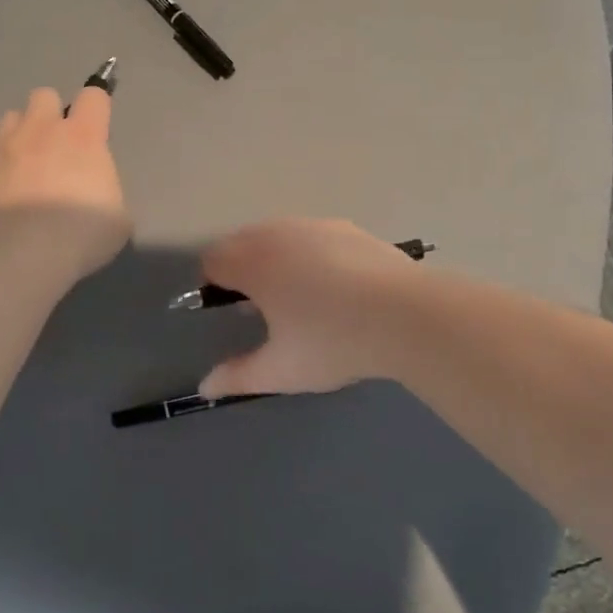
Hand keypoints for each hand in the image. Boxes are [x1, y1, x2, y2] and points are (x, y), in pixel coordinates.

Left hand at [0, 85, 129, 279]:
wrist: (25, 253)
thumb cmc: (83, 231)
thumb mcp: (117, 216)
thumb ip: (106, 192)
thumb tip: (97, 195)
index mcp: (83, 136)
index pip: (93, 96)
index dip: (97, 104)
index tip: (99, 121)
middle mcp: (43, 132)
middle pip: (44, 95)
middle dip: (52, 112)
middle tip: (60, 143)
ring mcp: (7, 151)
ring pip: (11, 118)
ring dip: (23, 132)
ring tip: (30, 161)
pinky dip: (4, 169)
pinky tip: (12, 195)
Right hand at [198, 219, 418, 397]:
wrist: (407, 315)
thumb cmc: (332, 342)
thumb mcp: (281, 369)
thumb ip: (238, 376)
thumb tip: (205, 386)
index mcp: (253, 262)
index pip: (213, 260)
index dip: (213, 285)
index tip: (232, 313)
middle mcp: (278, 233)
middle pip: (242, 242)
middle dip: (241, 269)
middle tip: (263, 308)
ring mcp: (315, 226)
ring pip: (278, 235)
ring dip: (274, 258)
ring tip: (299, 297)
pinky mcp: (348, 228)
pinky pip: (311, 235)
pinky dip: (308, 253)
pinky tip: (334, 285)